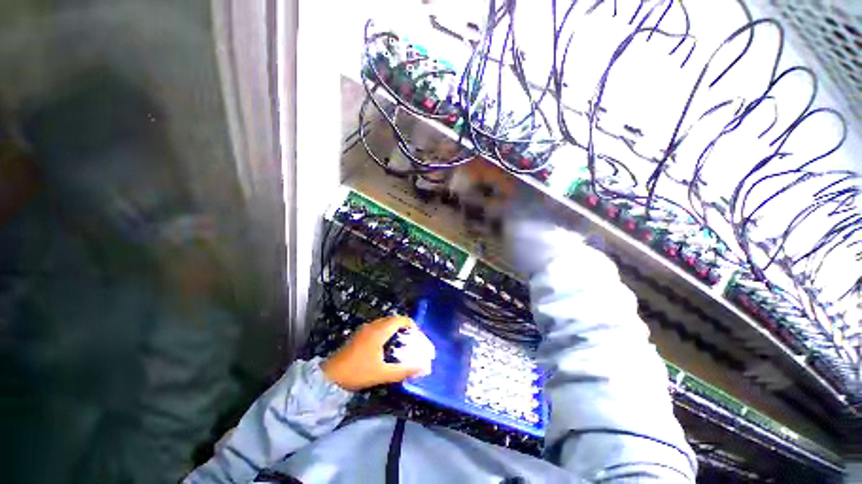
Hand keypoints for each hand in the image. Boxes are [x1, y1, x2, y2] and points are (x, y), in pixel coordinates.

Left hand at [321, 316, 425, 390]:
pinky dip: (385, 332)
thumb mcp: (383, 373)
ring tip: (400, 343)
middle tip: (410, 340)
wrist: (330, 376)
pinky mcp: (359, 334)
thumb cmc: (358, 372)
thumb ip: (403, 371)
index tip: (417, 336)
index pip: (400, 320)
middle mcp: (372, 326)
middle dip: (403, 327)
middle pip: (393, 320)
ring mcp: (364, 329)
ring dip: (394, 329)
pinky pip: (377, 327)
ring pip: (384, 323)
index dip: (411, 325)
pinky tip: (385, 346)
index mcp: (379, 331)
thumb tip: (422, 368)